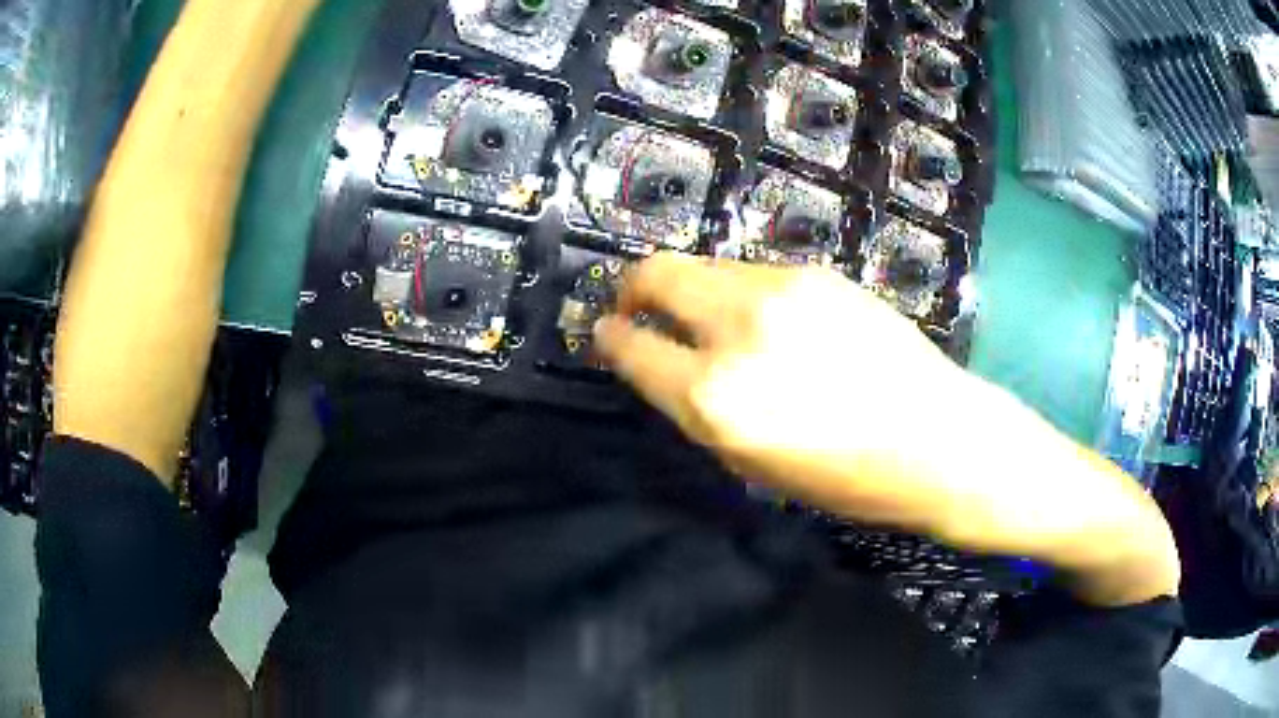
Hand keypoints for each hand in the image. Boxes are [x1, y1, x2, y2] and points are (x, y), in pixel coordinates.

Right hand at [595, 254, 1179, 605]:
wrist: (941, 438)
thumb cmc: (850, 478)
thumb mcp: (754, 466)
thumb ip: (698, 408)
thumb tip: (662, 365)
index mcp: (717, 398)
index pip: (633, 346)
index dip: (610, 337)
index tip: (604, 332)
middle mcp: (739, 330)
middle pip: (657, 275)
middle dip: (633, 288)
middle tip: (634, 306)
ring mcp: (783, 290)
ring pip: (706, 265)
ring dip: (690, 288)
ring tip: (708, 319)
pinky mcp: (819, 274)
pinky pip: (752, 272)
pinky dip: (736, 290)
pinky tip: (763, 318)